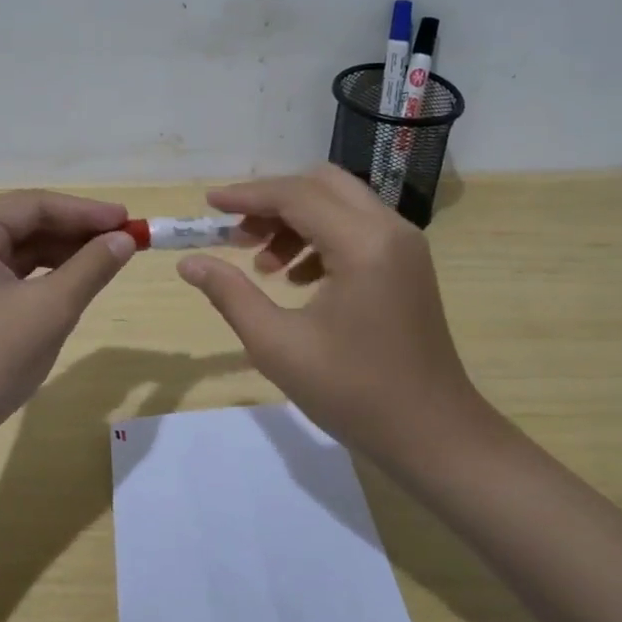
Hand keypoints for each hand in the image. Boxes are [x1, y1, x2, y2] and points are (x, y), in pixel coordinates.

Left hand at [0, 190, 136, 437]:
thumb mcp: (51, 308)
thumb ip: (91, 266)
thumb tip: (126, 239)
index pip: (32, 205)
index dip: (84, 211)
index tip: (128, 219)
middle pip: (25, 223)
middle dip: (76, 231)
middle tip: (125, 237)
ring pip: (21, 248)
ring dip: (65, 252)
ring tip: (109, 256)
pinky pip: (13, 273)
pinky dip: (46, 274)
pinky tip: (77, 279)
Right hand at [175, 166, 496, 466]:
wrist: (433, 436)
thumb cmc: (354, 393)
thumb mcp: (278, 345)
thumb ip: (230, 295)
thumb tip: (188, 263)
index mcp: (363, 243)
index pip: (296, 195)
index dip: (247, 196)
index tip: (208, 205)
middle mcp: (390, 229)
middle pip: (321, 185)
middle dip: (272, 202)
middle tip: (237, 237)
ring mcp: (404, 245)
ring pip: (339, 203)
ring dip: (295, 221)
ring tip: (262, 266)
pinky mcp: (407, 264)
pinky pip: (356, 228)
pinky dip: (320, 237)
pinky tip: (297, 280)